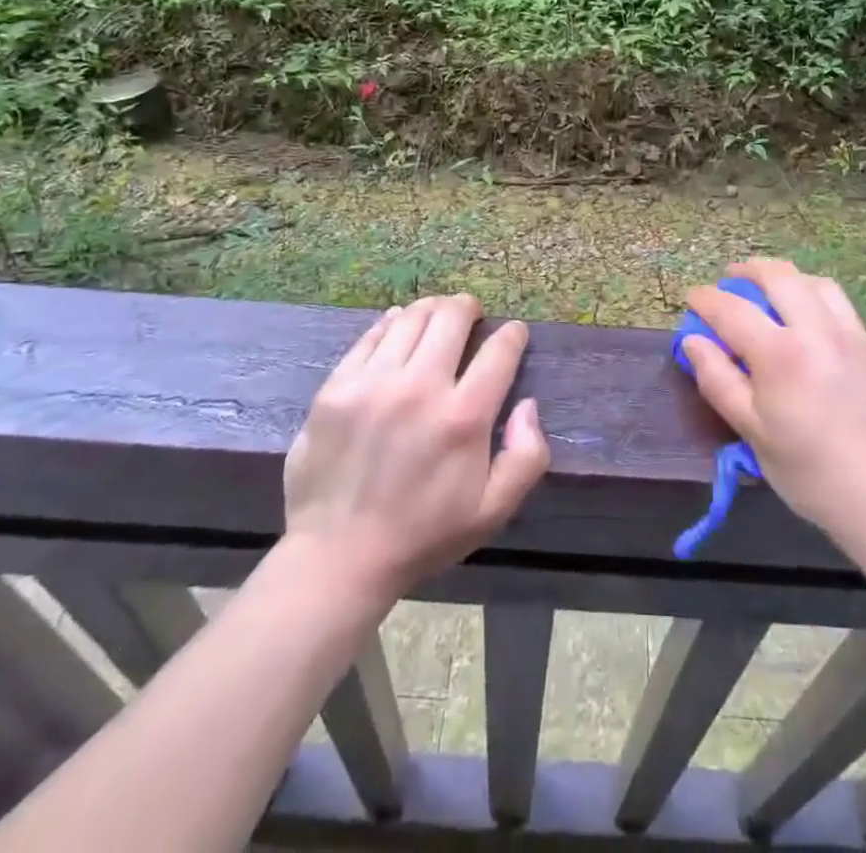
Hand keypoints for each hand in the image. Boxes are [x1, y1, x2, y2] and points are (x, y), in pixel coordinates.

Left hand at [281, 295, 549, 600]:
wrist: (338, 557)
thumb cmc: (423, 535)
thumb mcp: (493, 511)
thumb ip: (526, 456)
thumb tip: (528, 405)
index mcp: (464, 417)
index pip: (499, 350)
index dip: (512, 334)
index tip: (514, 333)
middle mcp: (421, 387)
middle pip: (452, 317)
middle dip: (469, 308)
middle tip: (472, 314)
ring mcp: (373, 383)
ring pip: (411, 318)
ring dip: (431, 309)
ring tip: (437, 315)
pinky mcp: (337, 386)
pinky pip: (370, 336)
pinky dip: (391, 322)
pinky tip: (398, 324)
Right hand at [684, 260, 865, 562]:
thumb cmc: (810, 473)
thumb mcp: (752, 432)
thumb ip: (718, 380)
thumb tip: (693, 341)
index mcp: (781, 354)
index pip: (732, 309)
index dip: (706, 299)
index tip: (692, 297)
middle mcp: (817, 330)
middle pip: (778, 276)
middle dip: (747, 271)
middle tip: (728, 281)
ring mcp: (850, 335)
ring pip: (814, 281)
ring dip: (784, 277)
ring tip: (767, 290)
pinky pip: (838, 301)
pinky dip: (813, 293)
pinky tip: (805, 315)